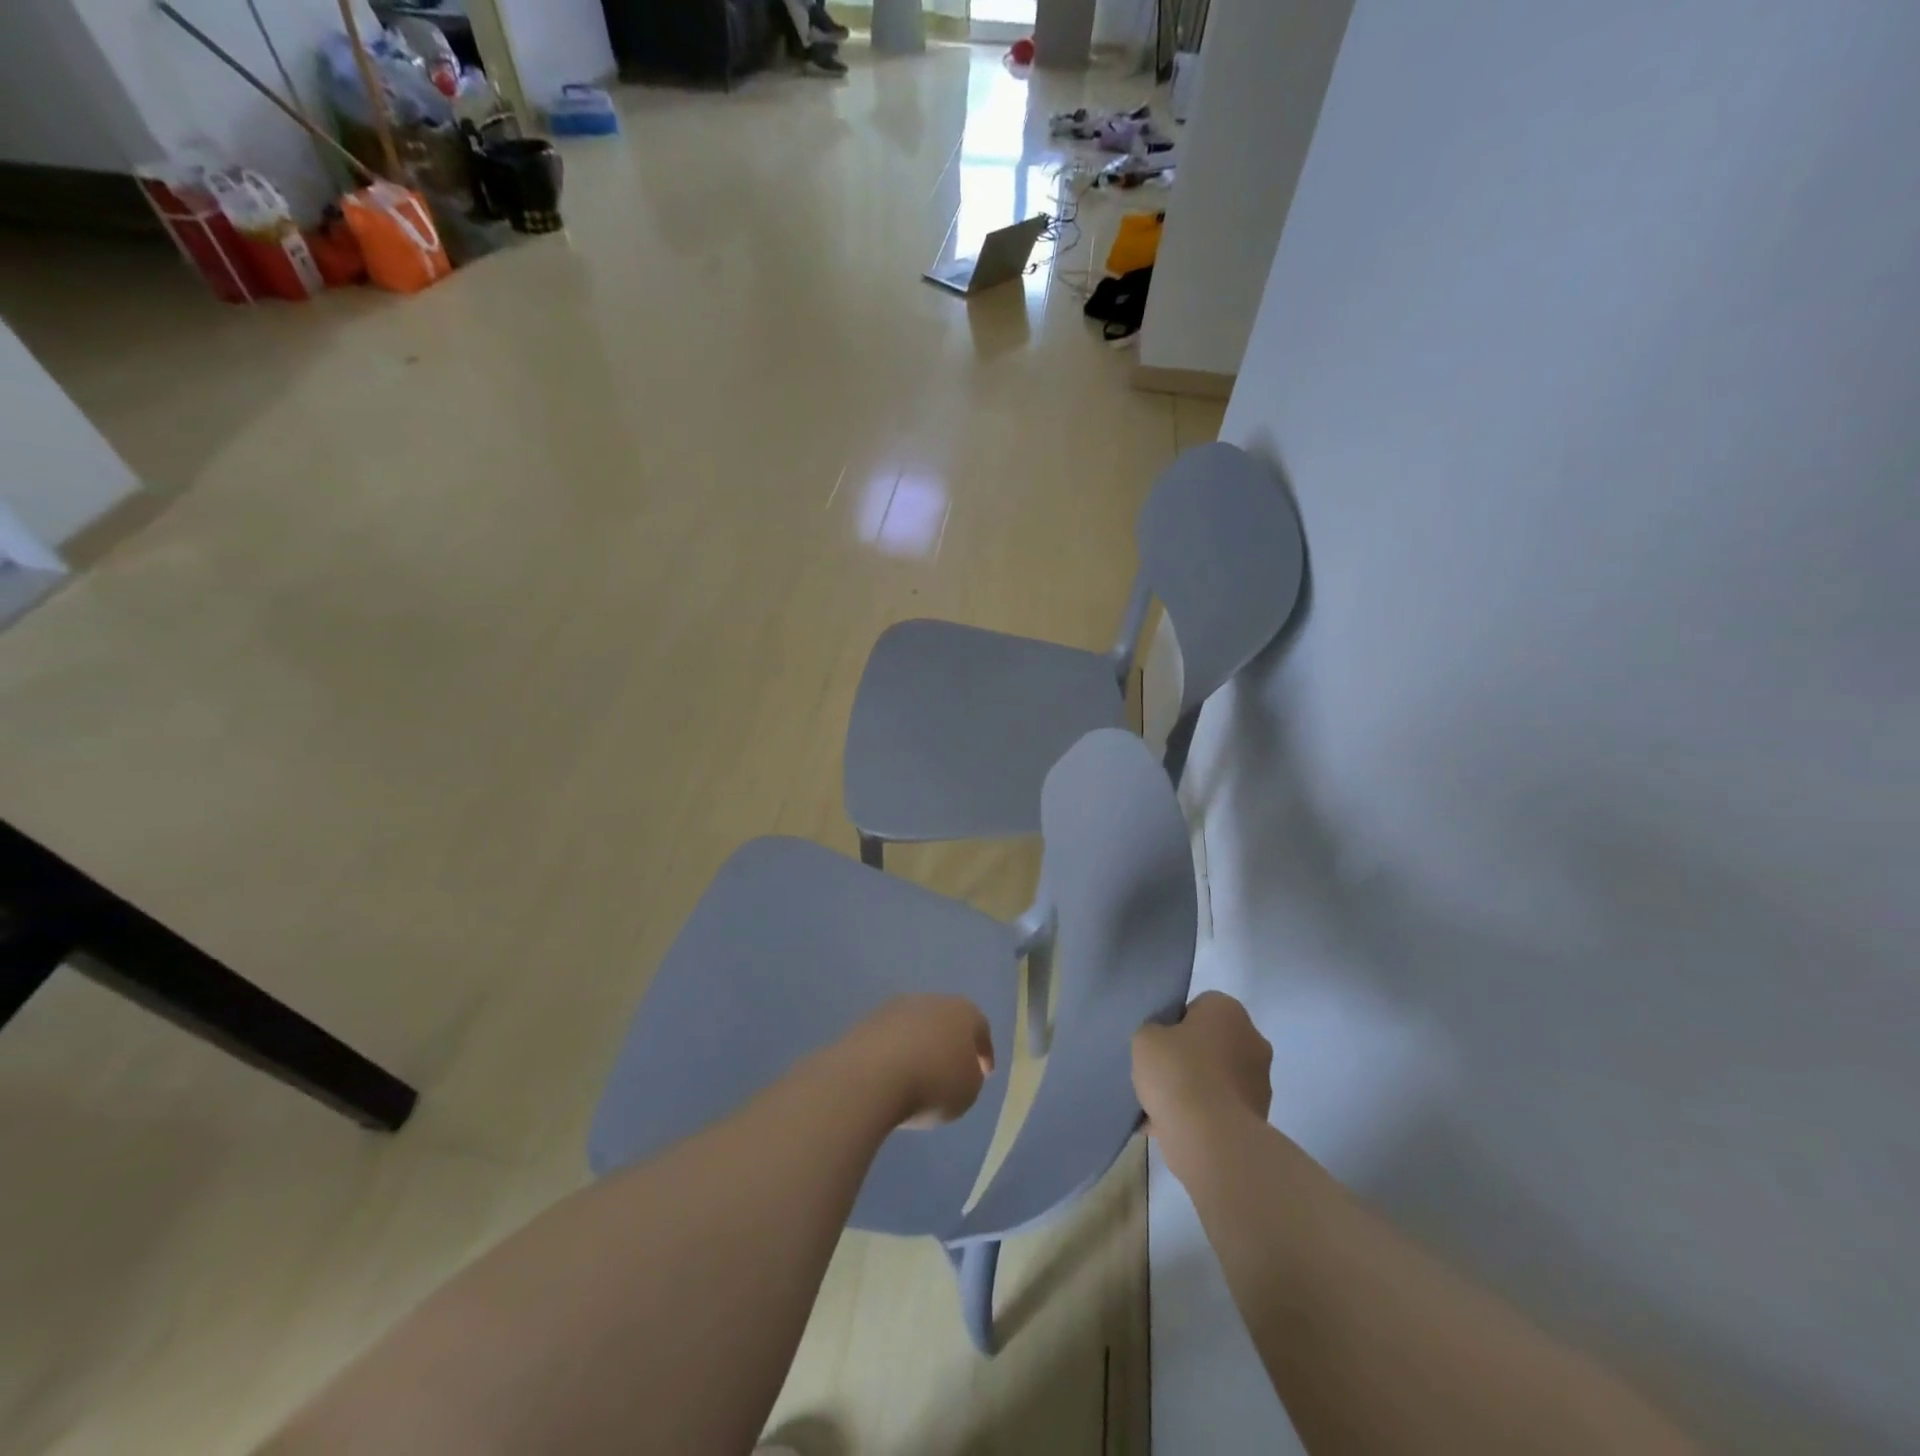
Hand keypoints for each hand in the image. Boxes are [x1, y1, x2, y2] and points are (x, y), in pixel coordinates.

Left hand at [837, 995, 994, 1128]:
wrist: (872, 1076)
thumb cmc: (933, 1083)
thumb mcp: (968, 1091)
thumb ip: (970, 1076)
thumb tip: (960, 1068)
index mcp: (962, 1011)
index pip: (980, 1027)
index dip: (984, 1052)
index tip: (984, 1073)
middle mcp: (930, 1000)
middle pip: (945, 1021)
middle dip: (949, 1044)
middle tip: (950, 1071)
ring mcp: (895, 1008)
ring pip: (915, 1027)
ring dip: (919, 1047)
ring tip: (918, 1076)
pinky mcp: (866, 1022)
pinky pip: (890, 1040)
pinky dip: (894, 1054)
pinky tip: (892, 1076)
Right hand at [1132, 992, 1272, 1151]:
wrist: (1211, 1140)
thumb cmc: (1177, 1073)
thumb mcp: (1145, 1038)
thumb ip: (1153, 1032)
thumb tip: (1166, 1044)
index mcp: (1228, 1010)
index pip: (1197, 1007)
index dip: (1174, 1024)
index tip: (1158, 1045)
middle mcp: (1252, 1039)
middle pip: (1210, 1042)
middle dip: (1187, 1057)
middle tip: (1159, 1074)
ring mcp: (1260, 1082)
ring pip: (1216, 1077)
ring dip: (1194, 1088)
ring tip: (1160, 1107)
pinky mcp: (1259, 1118)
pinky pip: (1221, 1108)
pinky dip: (1202, 1116)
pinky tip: (1171, 1128)